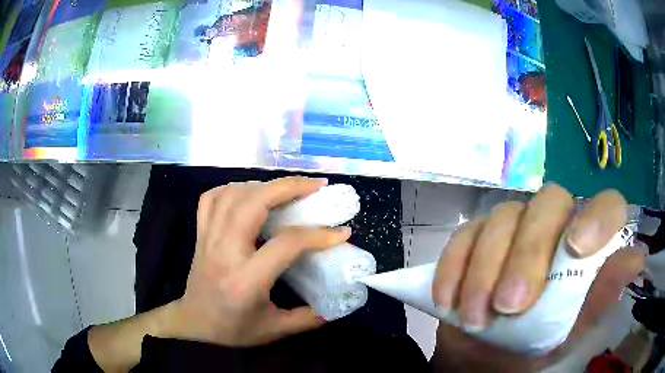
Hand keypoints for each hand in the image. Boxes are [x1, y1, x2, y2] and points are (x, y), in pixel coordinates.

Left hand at [169, 177, 350, 346]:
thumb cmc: (233, 330)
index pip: (286, 244)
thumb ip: (309, 318)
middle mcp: (225, 252)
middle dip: (289, 187)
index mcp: (246, 280)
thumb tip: (338, 305)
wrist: (194, 327)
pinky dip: (231, 189)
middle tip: (316, 185)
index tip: (341, 231)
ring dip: (263, 185)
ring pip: (232, 195)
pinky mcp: (200, 235)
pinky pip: (211, 199)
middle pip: (254, 203)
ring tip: (286, 190)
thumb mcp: (275, 330)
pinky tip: (247, 194)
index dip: (318, 234)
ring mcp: (208, 239)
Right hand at [431, 185, 643, 370]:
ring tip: (475, 318)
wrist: (480, 357)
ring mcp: (512, 226)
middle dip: (528, 253)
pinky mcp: (475, 236)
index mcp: (584, 246)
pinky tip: (449, 300)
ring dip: (486, 269)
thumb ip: (599, 300)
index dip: (596, 217)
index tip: (576, 249)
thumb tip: (637, 258)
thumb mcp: (568, 334)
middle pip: (548, 203)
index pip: (605, 205)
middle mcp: (553, 226)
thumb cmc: (531, 348)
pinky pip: (464, 235)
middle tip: (509, 306)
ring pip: (503, 217)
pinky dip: (454, 266)